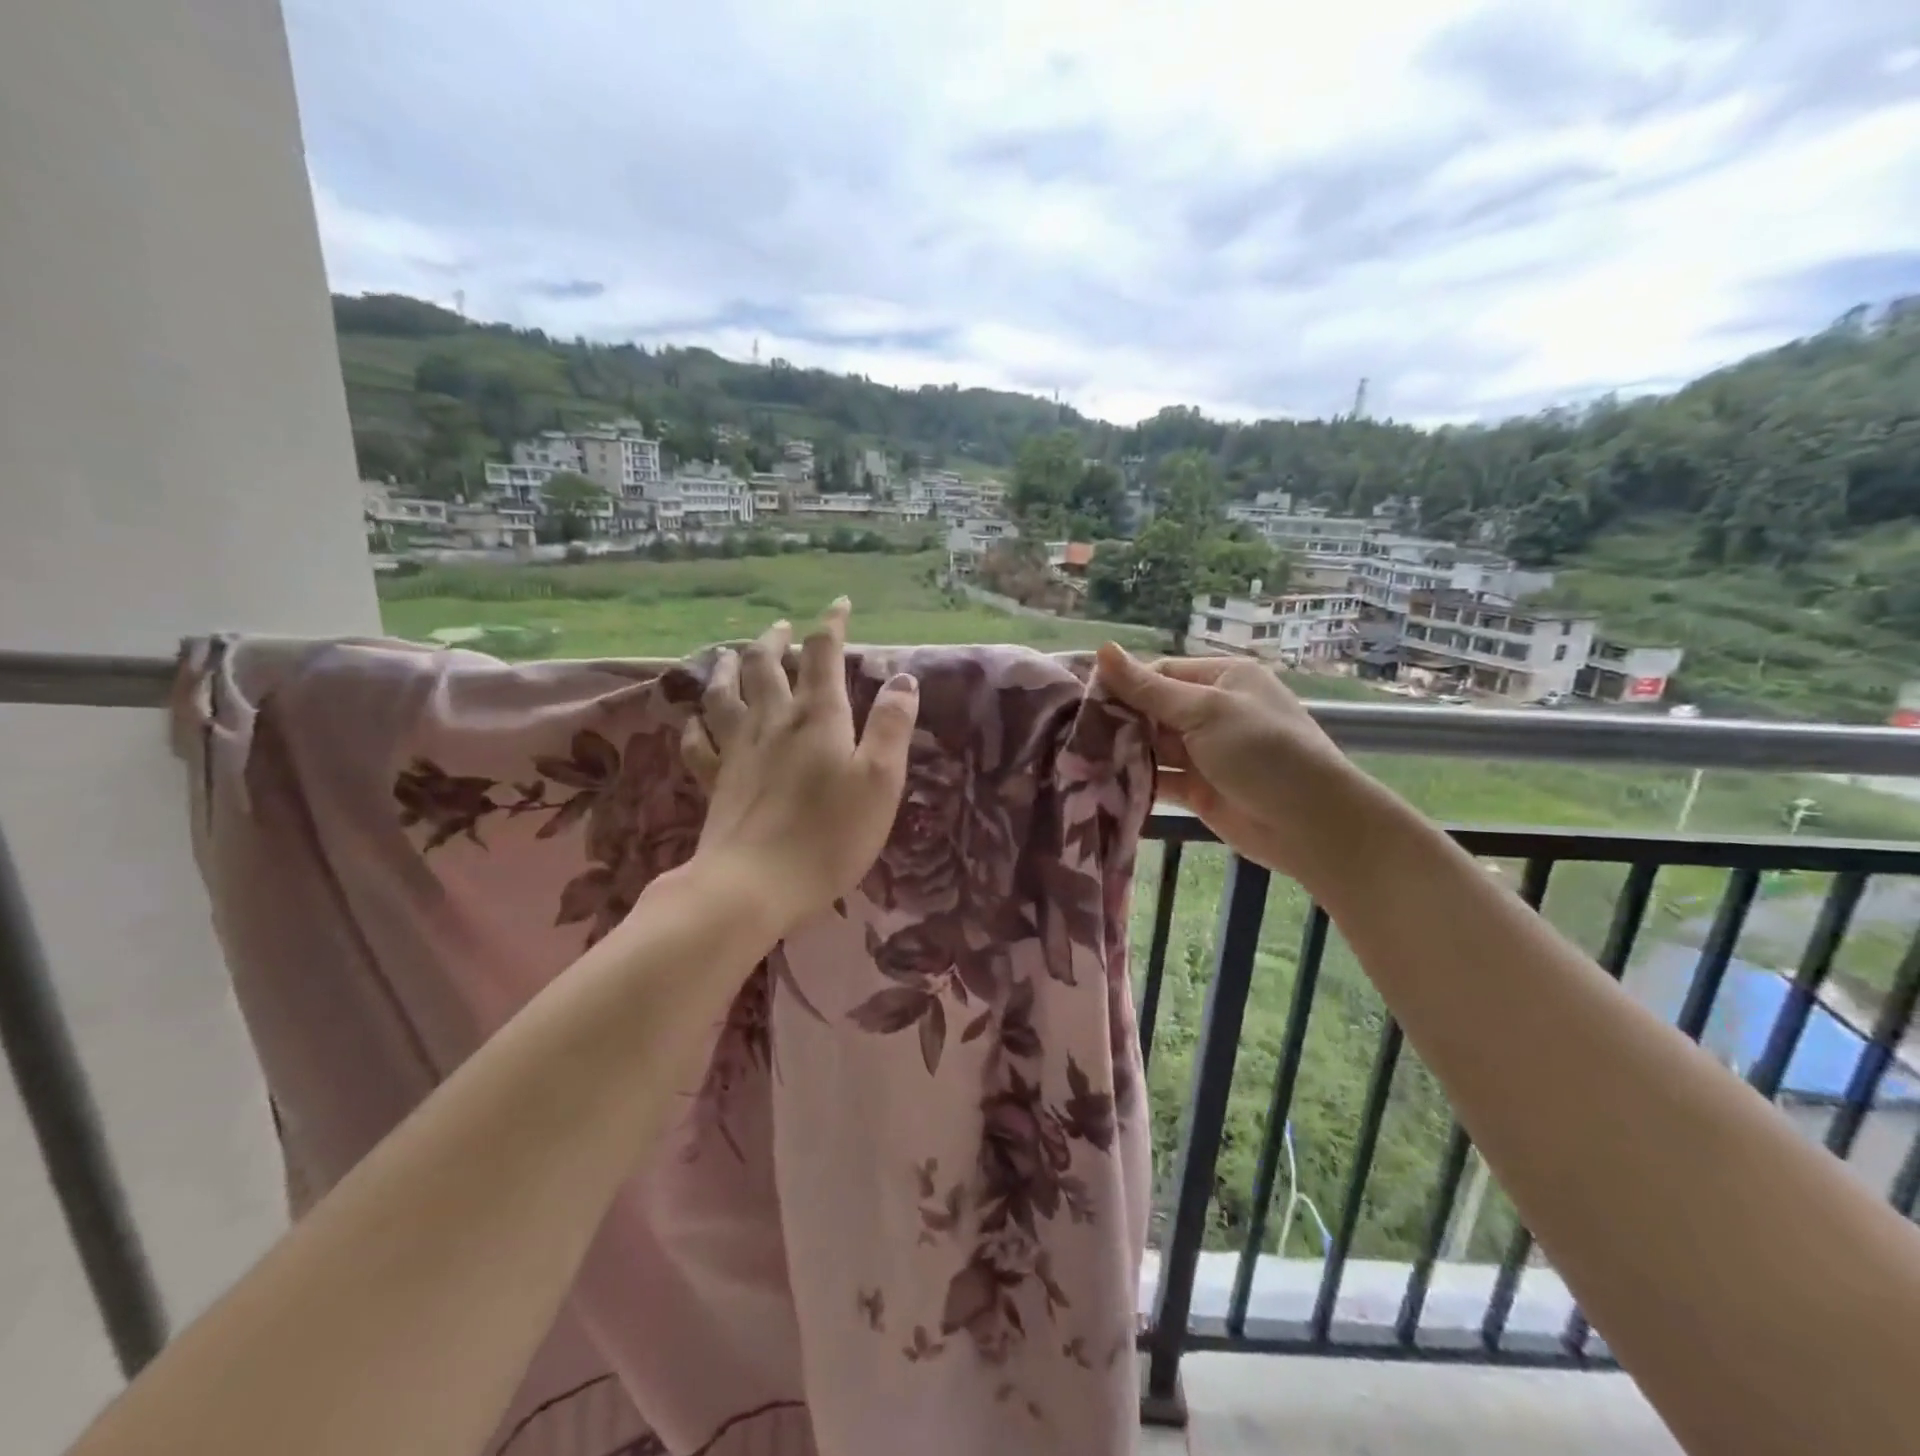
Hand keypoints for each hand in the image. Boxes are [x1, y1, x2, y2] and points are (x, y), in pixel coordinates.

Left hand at [678, 600, 918, 936]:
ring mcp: (737, 750)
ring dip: (730, 667)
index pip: (822, 655)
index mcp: (818, 717)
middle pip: (766, 665)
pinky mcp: (715, 781)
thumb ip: (892, 727)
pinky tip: (694, 719)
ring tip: (733, 653)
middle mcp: (773, 721)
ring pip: (725, 693)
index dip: (830, 626)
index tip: (837, 605)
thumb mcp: (880, 781)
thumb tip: (903, 679)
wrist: (755, 885)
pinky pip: (698, 742)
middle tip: (780, 627)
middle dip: (774, 639)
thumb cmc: (830, 835)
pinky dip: (695, 724)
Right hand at [1094, 643, 1380, 888]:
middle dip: (1120, 721)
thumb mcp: (1205, 711)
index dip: (1124, 685)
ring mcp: (1206, 753)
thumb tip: (1103, 650)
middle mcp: (1213, 712)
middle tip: (1073, 732)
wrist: (1310, 824)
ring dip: (1124, 752)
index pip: (1161, 673)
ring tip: (1078, 757)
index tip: (1083, 700)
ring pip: (1154, 746)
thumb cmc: (1262, 751)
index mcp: (1223, 679)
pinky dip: (1136, 781)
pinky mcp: (1199, 790)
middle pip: (1154, 710)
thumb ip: (1150, 689)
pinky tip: (1102, 783)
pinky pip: (1160, 779)